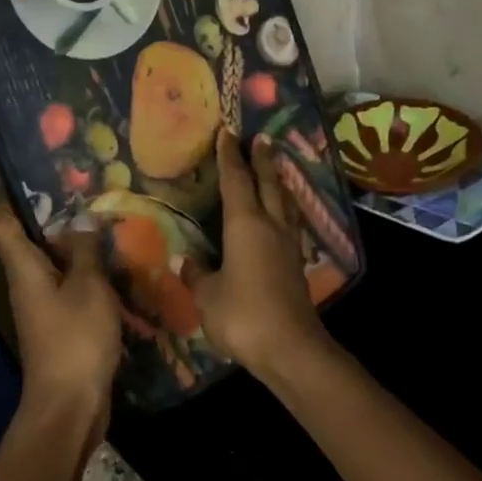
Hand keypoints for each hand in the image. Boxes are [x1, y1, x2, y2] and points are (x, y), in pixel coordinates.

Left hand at [0, 203, 119, 445]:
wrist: (69, 405)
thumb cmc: (76, 339)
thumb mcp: (89, 287)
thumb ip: (86, 252)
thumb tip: (81, 222)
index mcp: (23, 268)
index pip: (3, 222)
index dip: (15, 198)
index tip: (42, 178)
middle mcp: (25, 283)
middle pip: (31, 242)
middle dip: (58, 220)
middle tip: (91, 199)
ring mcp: (41, 307)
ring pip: (53, 266)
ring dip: (76, 250)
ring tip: (108, 228)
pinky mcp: (58, 327)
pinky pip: (68, 290)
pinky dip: (85, 277)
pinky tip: (114, 270)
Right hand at [184, 131, 331, 378]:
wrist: (290, 348)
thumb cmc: (242, 314)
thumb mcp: (207, 295)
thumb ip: (196, 274)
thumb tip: (185, 261)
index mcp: (245, 224)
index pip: (236, 180)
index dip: (229, 156)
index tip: (227, 132)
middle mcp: (270, 226)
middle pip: (268, 183)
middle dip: (262, 160)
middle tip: (260, 139)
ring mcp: (288, 245)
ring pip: (285, 202)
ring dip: (279, 182)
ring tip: (275, 169)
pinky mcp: (296, 265)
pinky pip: (290, 223)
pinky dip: (284, 209)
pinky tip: (282, 216)